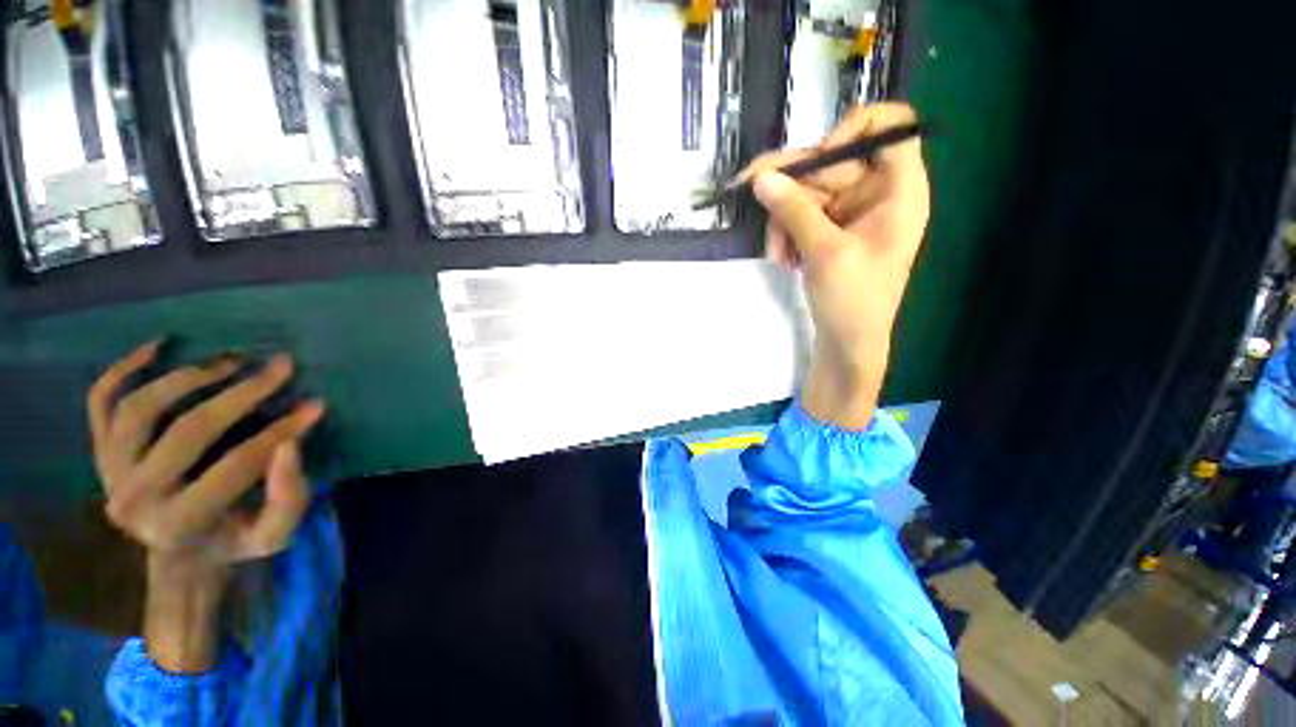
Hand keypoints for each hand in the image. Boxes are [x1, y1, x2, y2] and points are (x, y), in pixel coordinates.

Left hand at [88, 340, 324, 670]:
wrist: (178, 554)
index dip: (282, 431)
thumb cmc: (233, 539)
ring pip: (140, 407)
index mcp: (179, 522)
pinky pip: (100, 400)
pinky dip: (122, 368)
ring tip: (232, 361)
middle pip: (188, 429)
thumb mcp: (274, 534)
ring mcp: (109, 470)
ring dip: (189, 376)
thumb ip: (288, 496)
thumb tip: (291, 442)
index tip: (316, 405)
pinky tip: (157, 347)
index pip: (238, 463)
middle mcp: (134, 497)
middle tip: (280, 367)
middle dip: (242, 393)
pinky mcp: (100, 450)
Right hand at [740, 103, 929, 428]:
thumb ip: (794, 211)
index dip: (852, 130)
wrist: (847, 344)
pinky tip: (783, 259)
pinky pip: (801, 214)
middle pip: (832, 162)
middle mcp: (877, 192)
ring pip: (808, 191)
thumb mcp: (825, 252)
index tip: (820, 158)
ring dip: (783, 220)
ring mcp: (851, 212)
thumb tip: (761, 178)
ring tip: (778, 254)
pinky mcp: (830, 230)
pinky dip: (786, 233)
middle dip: (794, 189)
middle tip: (753, 194)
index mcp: (899, 190)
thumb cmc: (853, 301)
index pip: (890, 126)